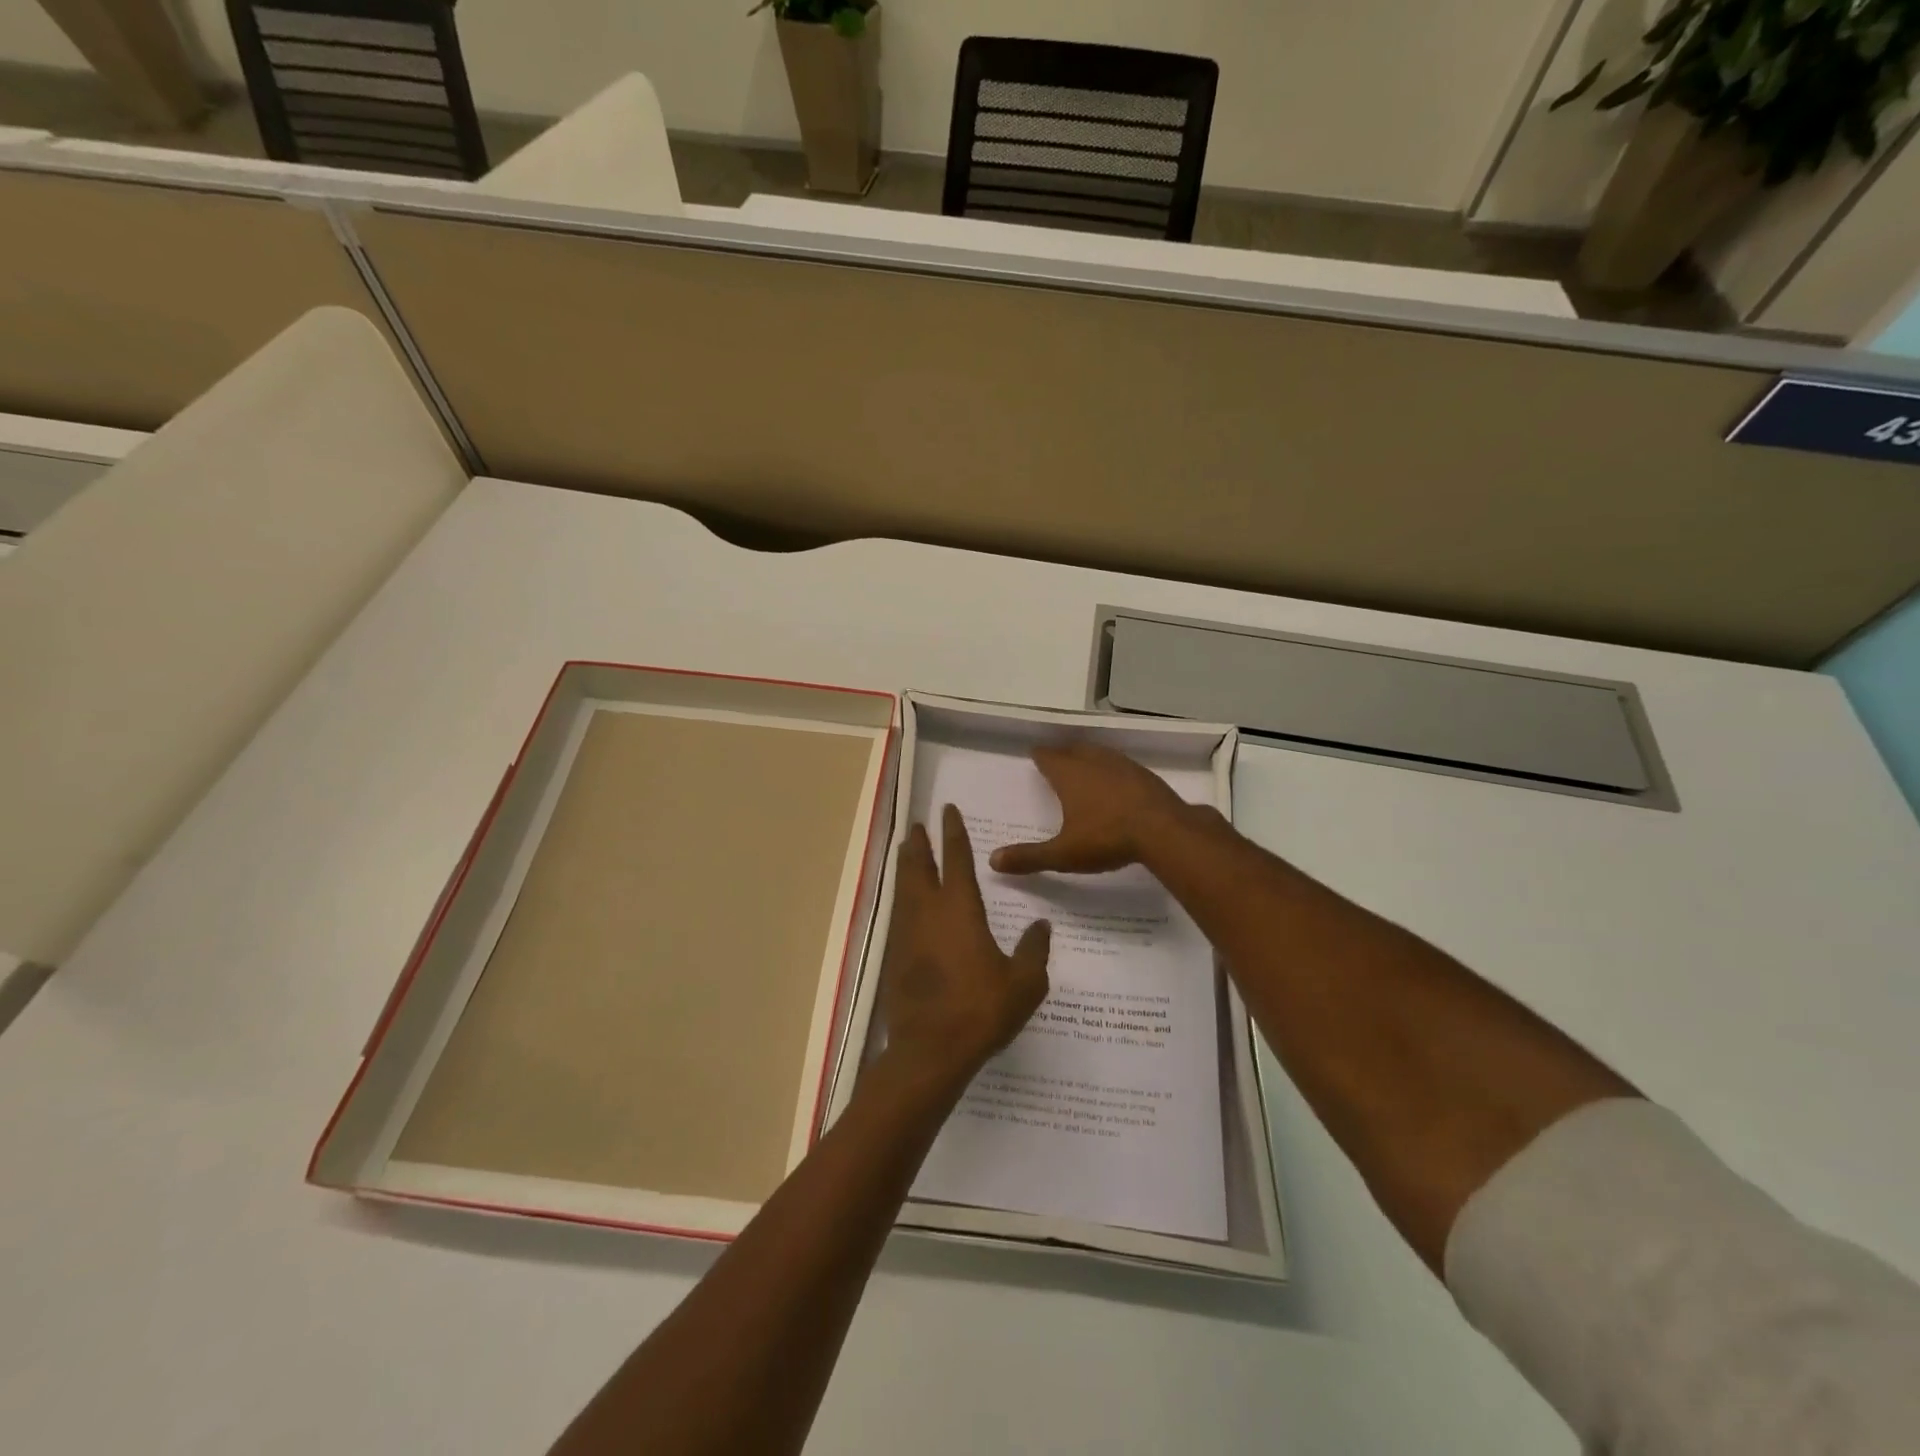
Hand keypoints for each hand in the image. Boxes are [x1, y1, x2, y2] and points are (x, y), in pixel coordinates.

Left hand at [878, 805, 1050, 1093]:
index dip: (953, 832)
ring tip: (906, 853)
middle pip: (919, 866)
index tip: (947, 810)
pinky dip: (902, 897)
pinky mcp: (894, 956)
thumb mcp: (1024, 983)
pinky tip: (907, 905)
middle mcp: (928, 912)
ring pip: (904, 888)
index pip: (956, 858)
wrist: (930, 1050)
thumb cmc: (981, 1010)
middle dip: (919, 843)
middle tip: (917, 826)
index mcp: (960, 909)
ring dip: (906, 866)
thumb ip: (1034, 950)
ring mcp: (907, 933)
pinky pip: (899, 914)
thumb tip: (1041, 925)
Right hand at [989, 742, 1192, 875]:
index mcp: (1069, 775)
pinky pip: (1121, 765)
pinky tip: (1116, 783)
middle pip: (1073, 749)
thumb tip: (992, 860)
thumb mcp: (1063, 854)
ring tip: (1084, 766)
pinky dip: (1112, 770)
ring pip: (1099, 753)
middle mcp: (1093, 762)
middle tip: (1056, 759)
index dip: (1040, 756)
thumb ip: (1029, 857)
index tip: (1035, 755)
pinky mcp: (1144, 775)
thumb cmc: (1107, 838)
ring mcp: (1122, 765)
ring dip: (1089, 757)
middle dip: (1063, 753)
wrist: (1164, 831)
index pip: (1048, 757)